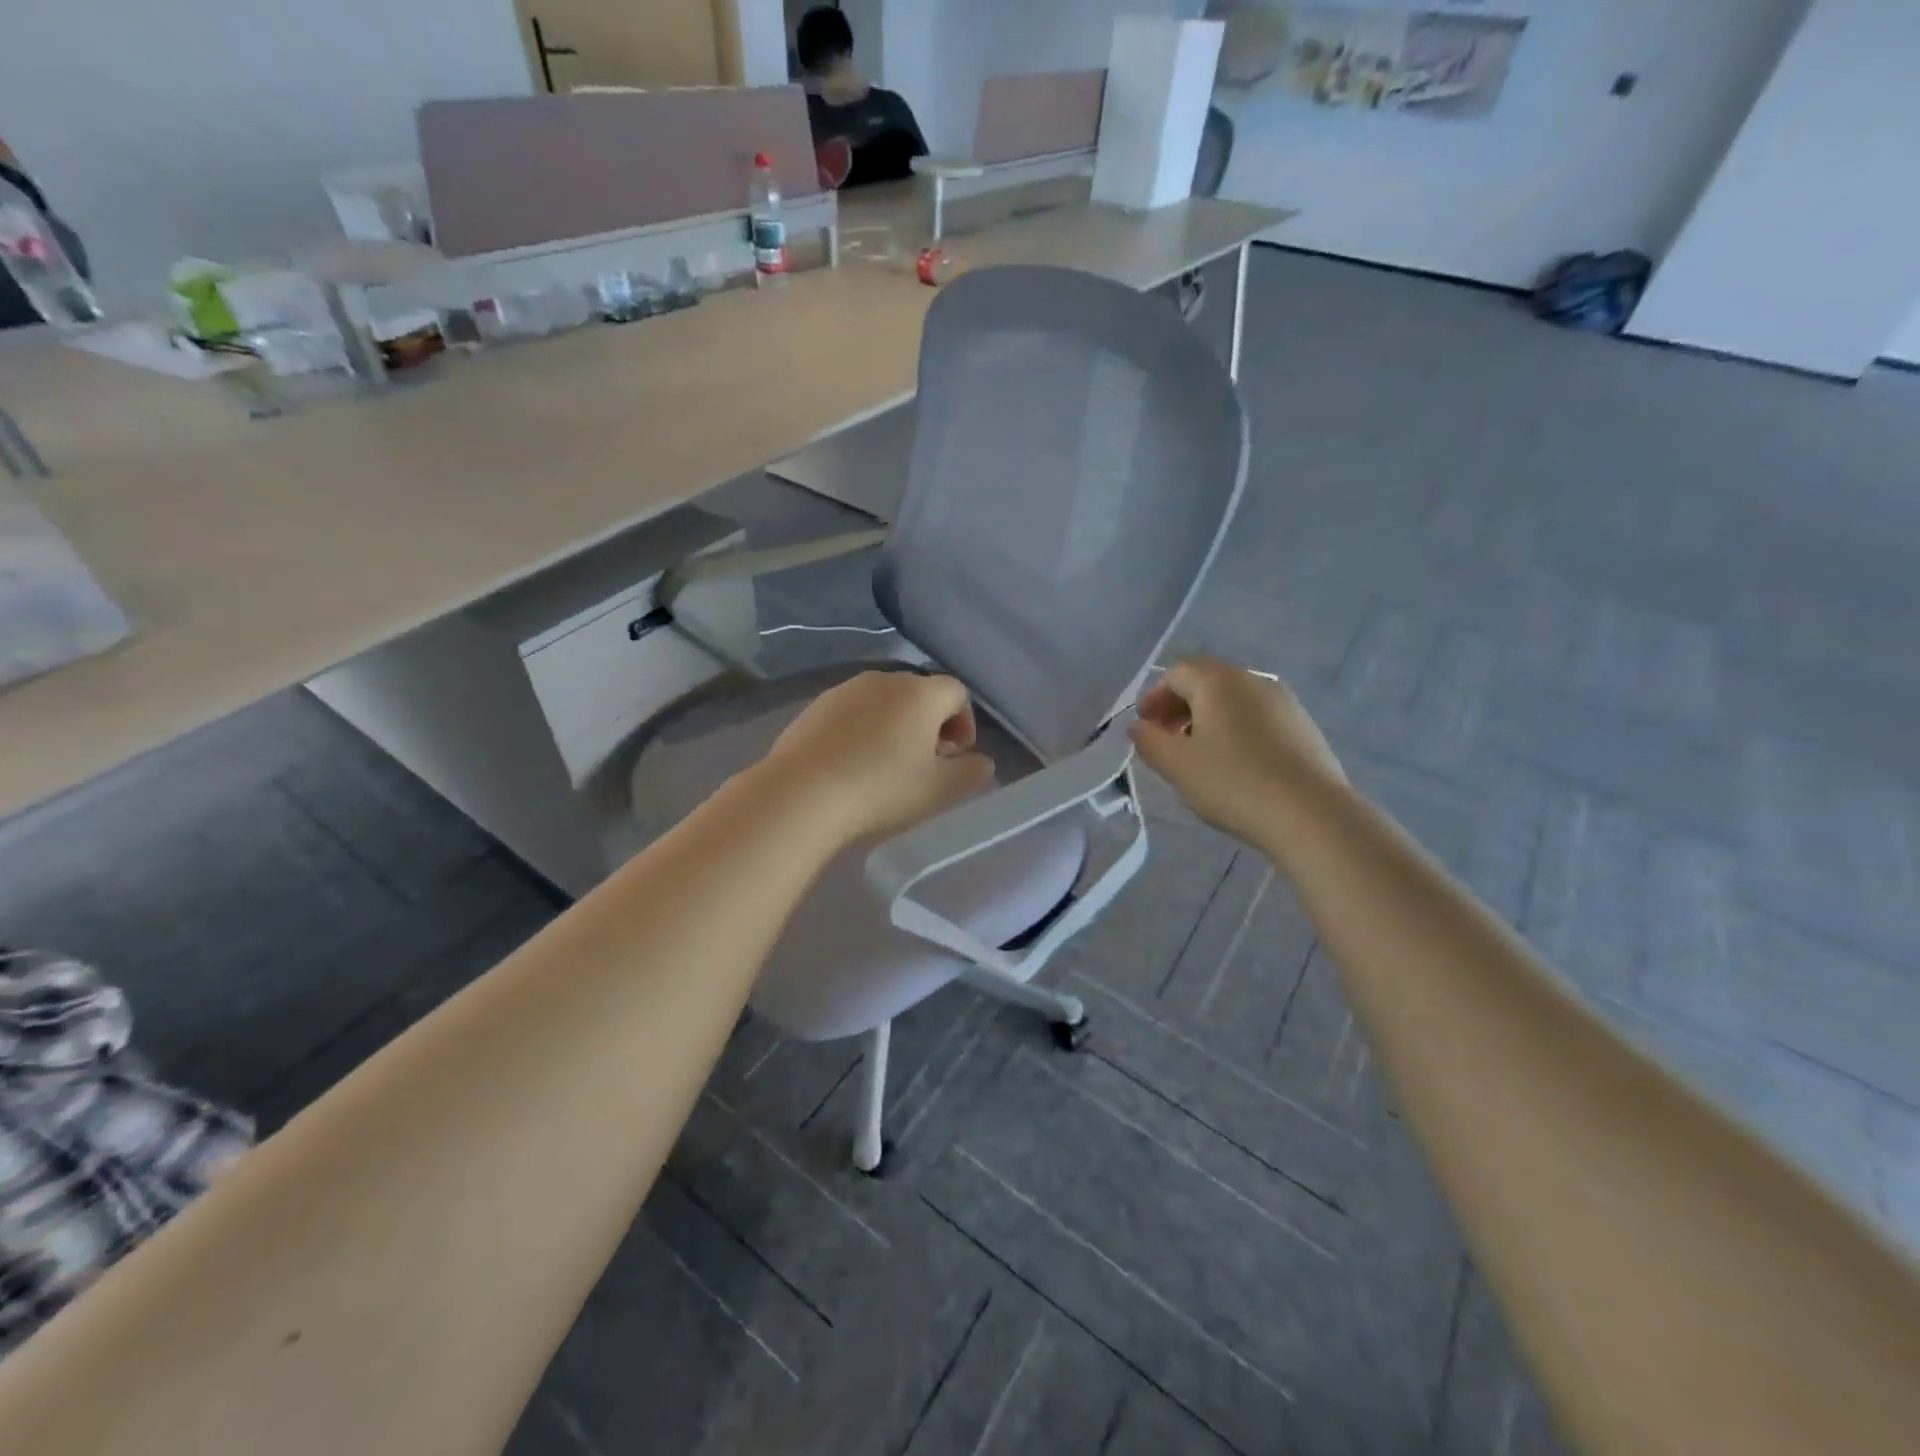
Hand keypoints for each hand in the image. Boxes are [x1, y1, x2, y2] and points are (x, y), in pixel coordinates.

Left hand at [761, 671, 994, 844]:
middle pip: (920, 694)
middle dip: (930, 725)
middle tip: (924, 764)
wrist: (801, 795)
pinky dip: (862, 731)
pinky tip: (852, 765)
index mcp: (920, 693)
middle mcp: (884, 680)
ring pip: (884, 703)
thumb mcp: (940, 790)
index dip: (964, 724)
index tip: (954, 757)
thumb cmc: (881, 790)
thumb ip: (972, 773)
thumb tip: (981, 762)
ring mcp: (844, 690)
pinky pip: (852, 713)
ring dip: (895, 727)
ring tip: (886, 767)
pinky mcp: (814, 707)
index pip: (957, 692)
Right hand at [1130, 658, 1345, 845]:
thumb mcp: (1176, 766)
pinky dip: (1236, 730)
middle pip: (1207, 682)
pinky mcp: (1304, 727)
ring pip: (1234, 700)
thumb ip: (1149, 741)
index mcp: (1219, 681)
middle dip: (1180, 707)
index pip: (1177, 673)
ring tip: (1199, 756)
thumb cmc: (1233, 783)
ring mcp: (1284, 702)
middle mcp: (1253, 680)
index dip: (1154, 697)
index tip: (1144, 727)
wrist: (1312, 815)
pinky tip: (1235, 765)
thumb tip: (1140, 727)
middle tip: (1166, 740)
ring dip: (1208, 719)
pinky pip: (1258, 717)